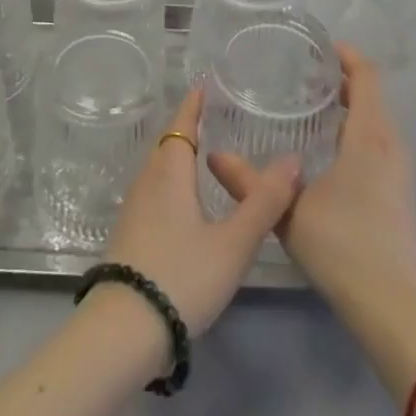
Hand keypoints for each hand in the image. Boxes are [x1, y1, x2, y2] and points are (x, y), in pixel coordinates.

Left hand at [100, 88, 300, 337]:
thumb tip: (293, 159)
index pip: (180, 125)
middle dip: (187, 128)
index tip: (203, 86)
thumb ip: (263, 203)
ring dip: (178, 155)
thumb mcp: (232, 243)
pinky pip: (154, 191)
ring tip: (203, 155)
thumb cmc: (181, 276)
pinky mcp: (130, 234)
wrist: (123, 330)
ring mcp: (134, 209)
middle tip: (212, 118)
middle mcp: (147, 181)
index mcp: (170, 172)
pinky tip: (185, 202)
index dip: (192, 105)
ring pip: (159, 169)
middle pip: (167, 144)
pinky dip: (171, 181)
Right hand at [211, 45, 415, 328]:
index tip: (316, 48)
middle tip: (301, 77)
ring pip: (377, 121)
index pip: (367, 76)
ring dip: (350, 107)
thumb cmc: (343, 247)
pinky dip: (357, 131)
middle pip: (373, 95)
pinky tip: (328, 151)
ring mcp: (401, 171)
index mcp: (370, 136)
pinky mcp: (401, 193)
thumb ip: (248, 182)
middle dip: (341, 80)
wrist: (395, 310)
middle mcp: (392, 145)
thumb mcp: (288, 212)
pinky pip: (380, 143)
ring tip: (310, 109)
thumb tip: (213, 156)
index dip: (346, 55)